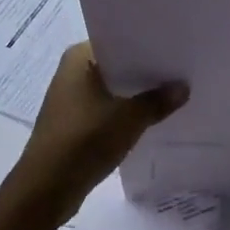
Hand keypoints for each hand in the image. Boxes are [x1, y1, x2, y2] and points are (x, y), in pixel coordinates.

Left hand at [16, 42, 186, 215]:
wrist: (46, 189)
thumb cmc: (85, 140)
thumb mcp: (130, 119)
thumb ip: (158, 100)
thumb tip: (183, 87)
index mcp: (79, 58)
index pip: (119, 41)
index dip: (147, 45)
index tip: (176, 48)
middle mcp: (72, 72)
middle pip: (117, 65)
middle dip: (145, 71)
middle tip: (181, 71)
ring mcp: (70, 99)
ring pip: (112, 89)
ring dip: (136, 94)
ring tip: (172, 93)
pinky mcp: (73, 123)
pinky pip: (106, 109)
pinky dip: (124, 112)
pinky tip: (150, 118)